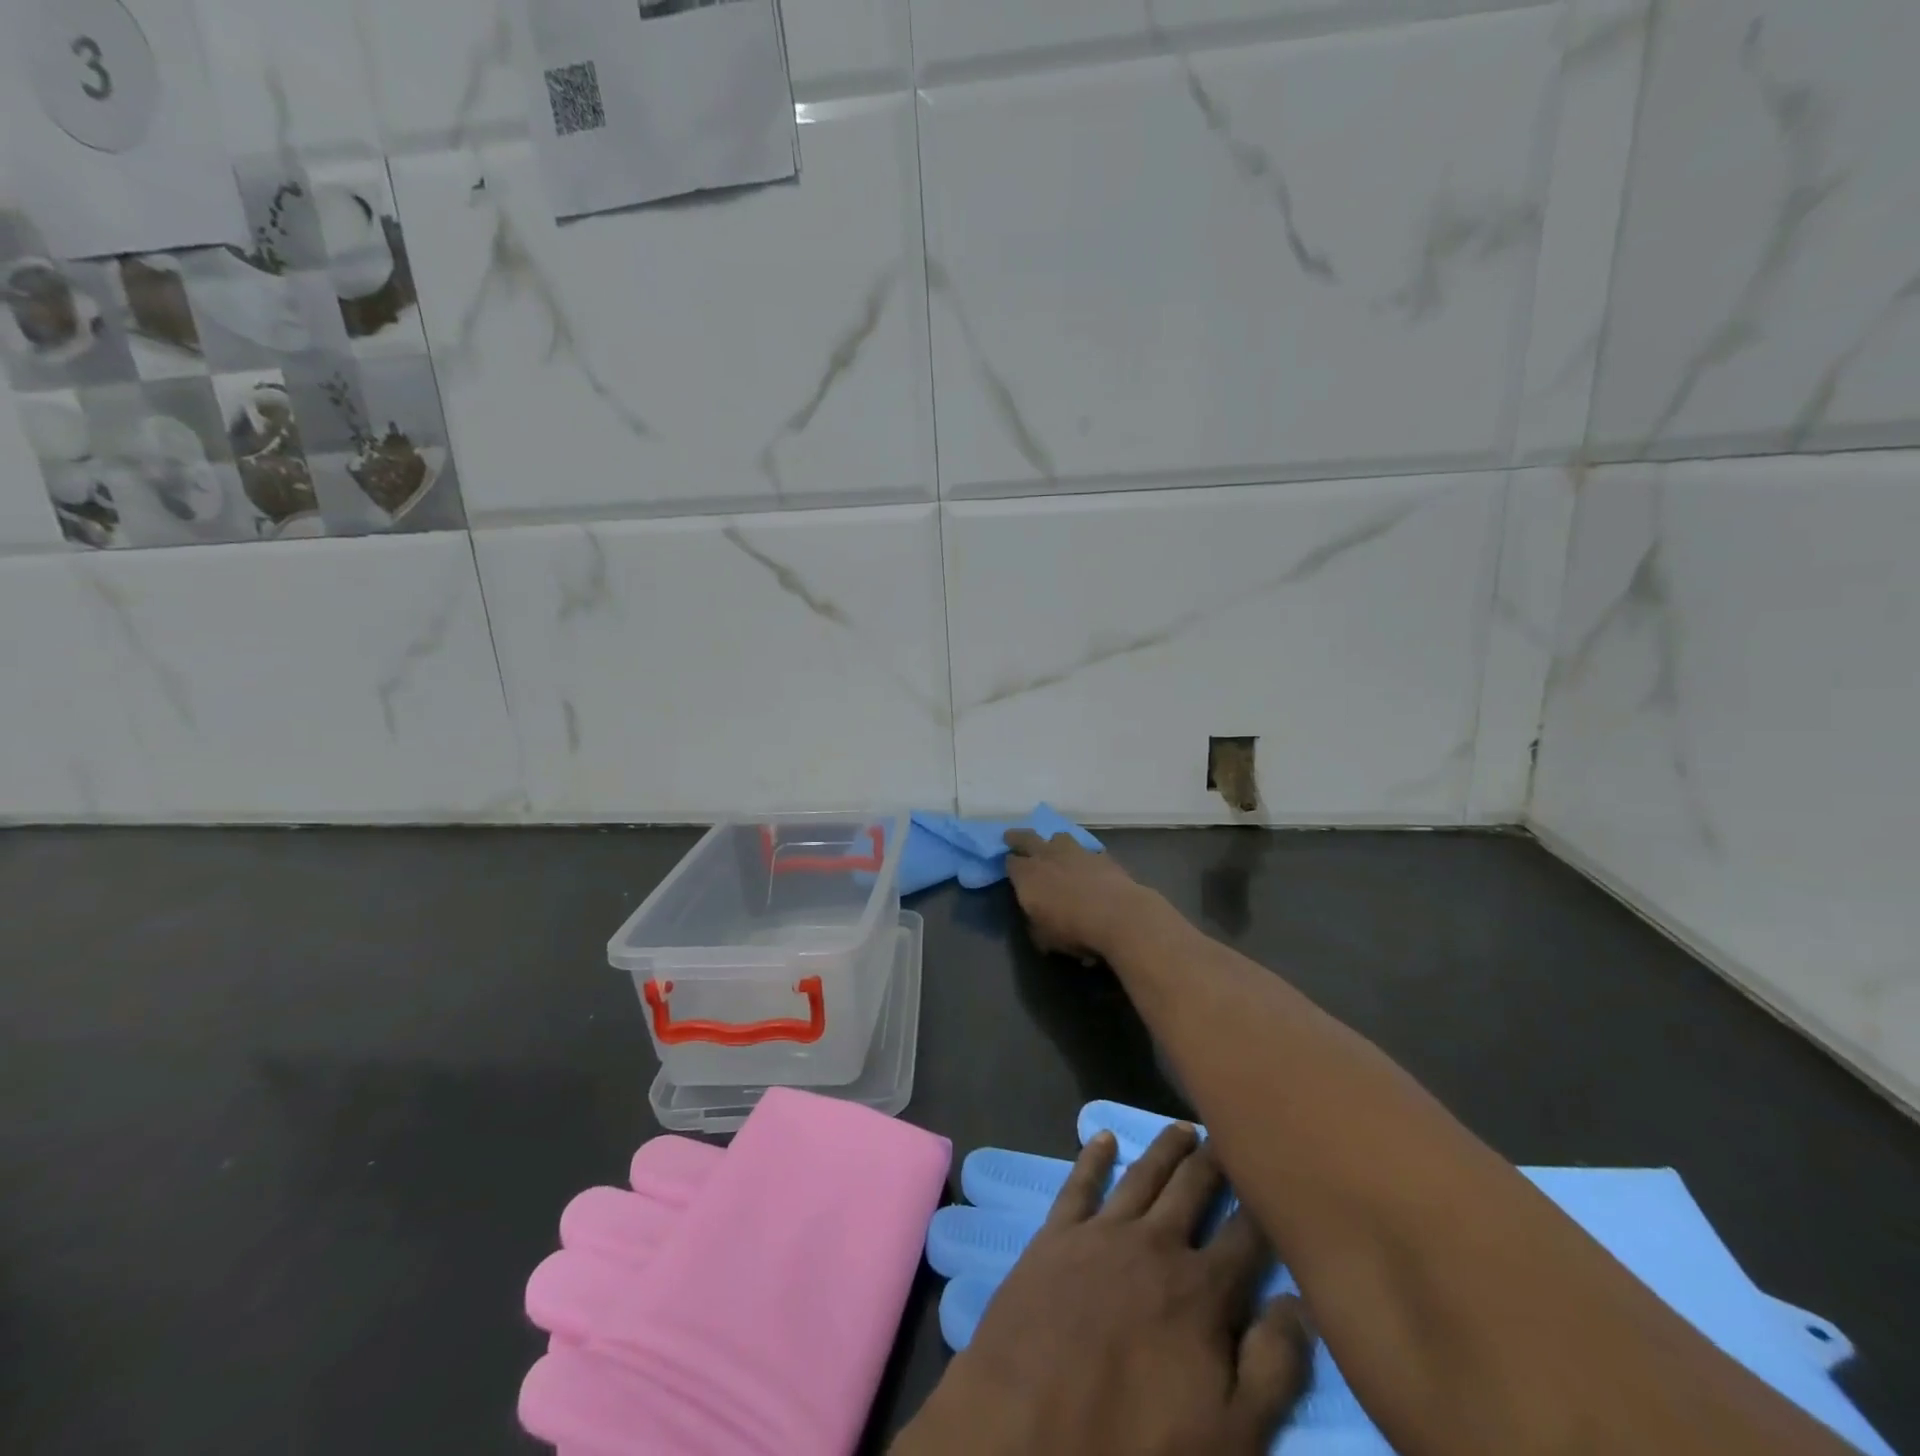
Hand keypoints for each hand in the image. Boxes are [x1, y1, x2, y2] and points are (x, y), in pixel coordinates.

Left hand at [894, 1125, 1310, 1455]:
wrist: (1028, 1435)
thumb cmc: (1136, 1447)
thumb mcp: (1231, 1438)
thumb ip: (1273, 1369)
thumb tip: (1300, 1302)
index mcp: (1202, 1291)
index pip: (1246, 1236)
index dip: (1265, 1206)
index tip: (1277, 1175)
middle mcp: (1155, 1244)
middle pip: (1193, 1188)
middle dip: (1215, 1160)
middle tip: (1229, 1130)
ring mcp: (1101, 1233)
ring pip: (1143, 1176)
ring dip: (1165, 1149)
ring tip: (1184, 1127)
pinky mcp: (1055, 1235)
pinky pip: (1079, 1183)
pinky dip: (1092, 1156)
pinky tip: (1102, 1136)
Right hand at [1003, 829, 1159, 962]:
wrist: (1118, 916)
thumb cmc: (1073, 929)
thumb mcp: (1043, 937)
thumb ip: (1035, 922)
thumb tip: (1036, 918)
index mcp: (1027, 875)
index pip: (1010, 862)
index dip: (1008, 864)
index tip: (1009, 868)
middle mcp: (1047, 856)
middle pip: (1027, 838)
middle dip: (1018, 837)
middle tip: (1012, 837)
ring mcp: (1075, 852)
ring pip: (1059, 837)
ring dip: (1054, 842)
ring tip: (1055, 849)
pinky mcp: (1101, 856)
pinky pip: (1087, 851)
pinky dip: (1084, 857)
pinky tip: (1088, 866)